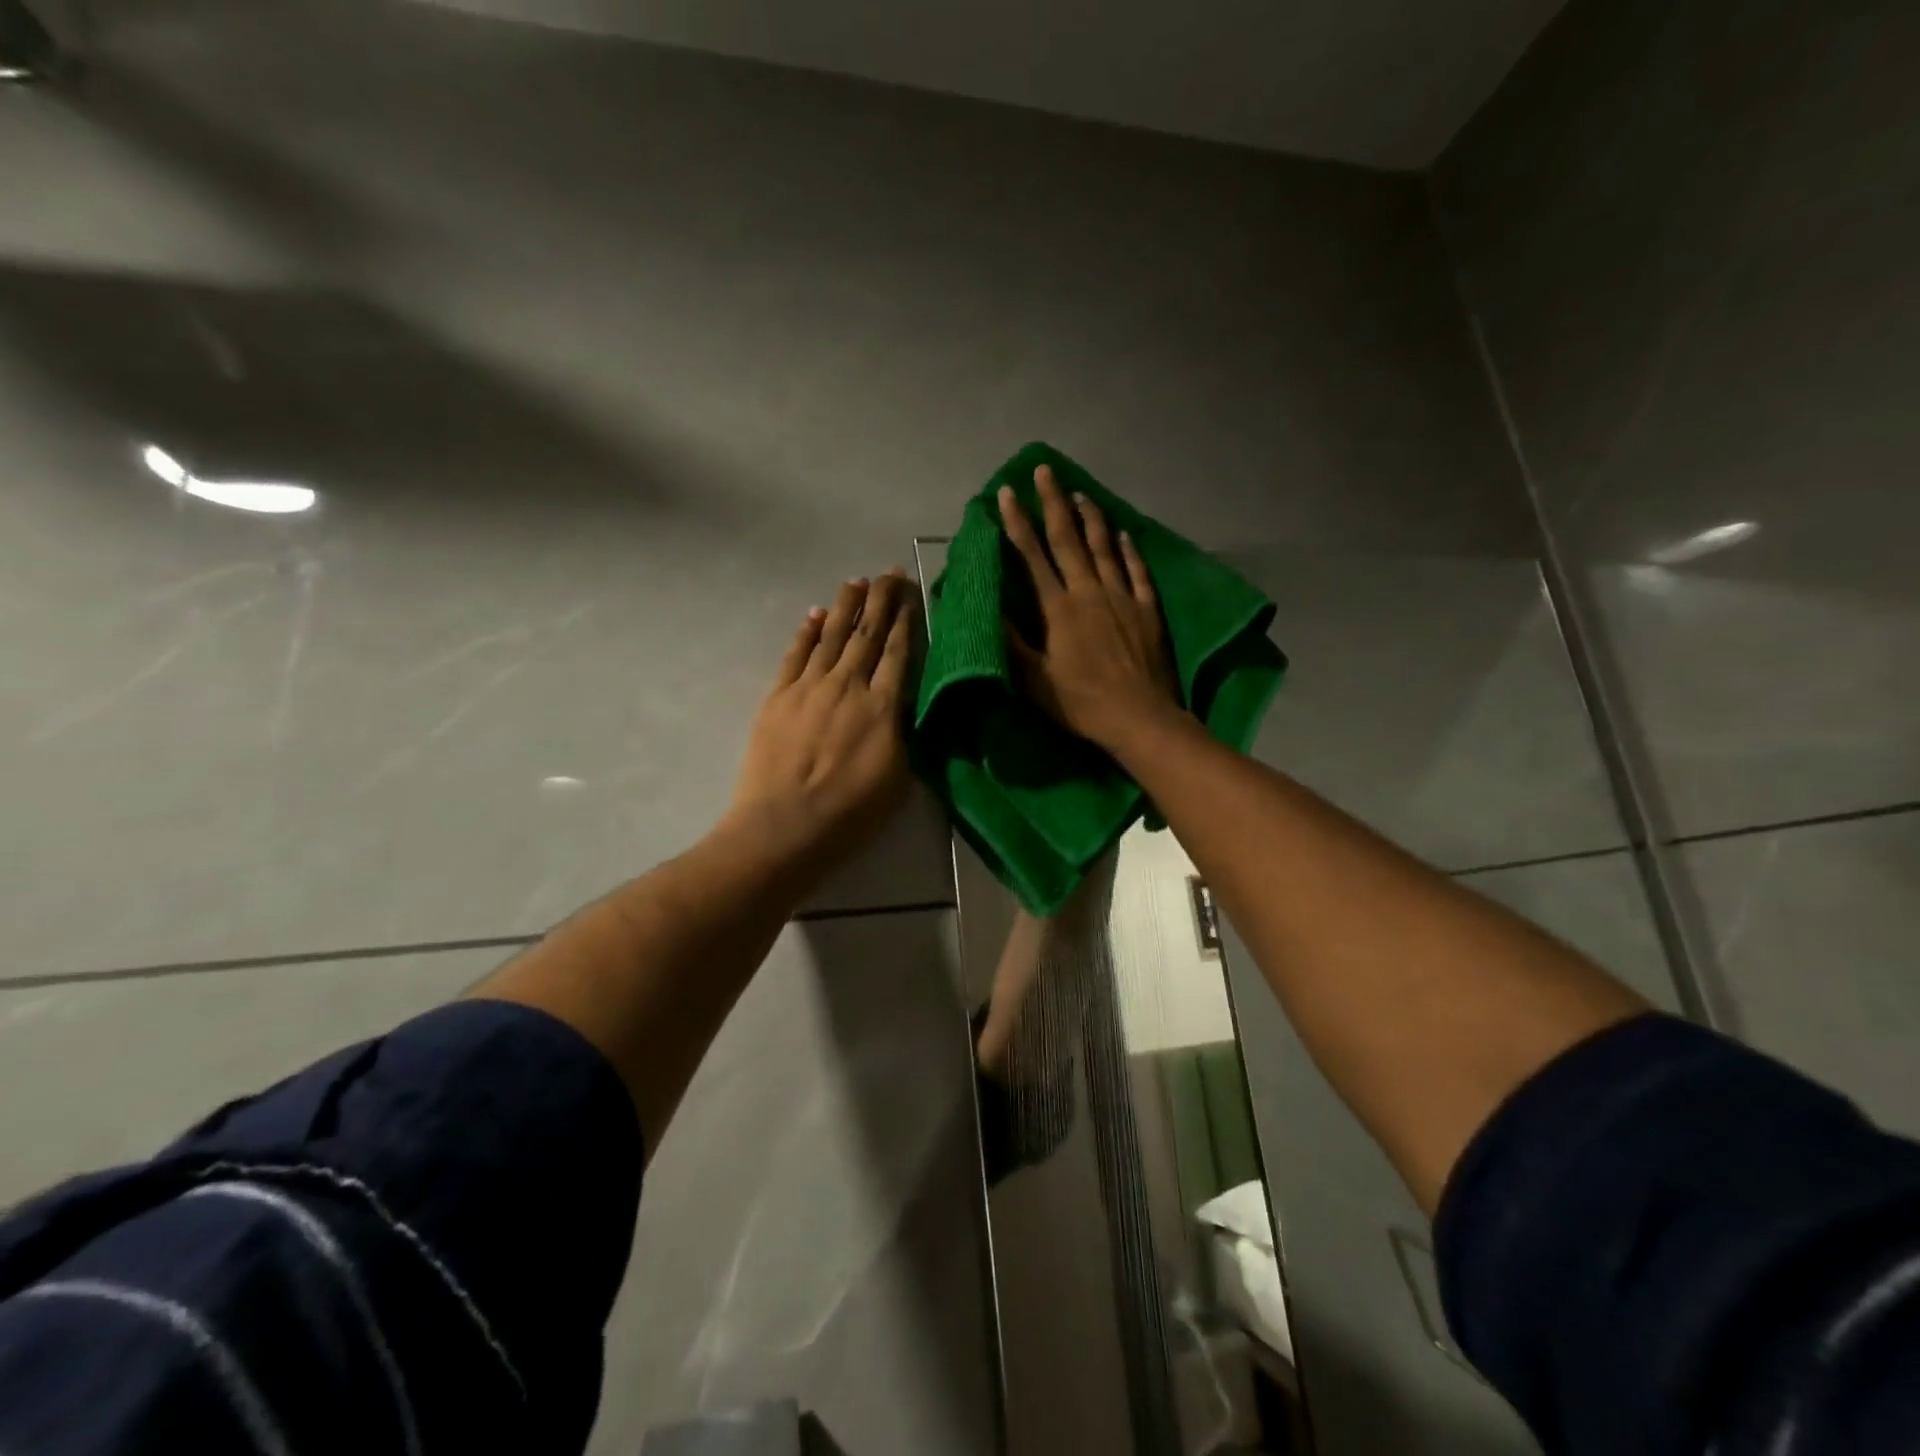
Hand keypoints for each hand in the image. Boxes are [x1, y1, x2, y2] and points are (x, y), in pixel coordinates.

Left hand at [729, 571, 916, 864]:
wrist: (785, 826)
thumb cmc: (851, 812)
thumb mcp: (899, 776)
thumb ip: (903, 732)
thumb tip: (904, 703)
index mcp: (882, 706)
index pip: (897, 652)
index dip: (905, 620)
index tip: (910, 594)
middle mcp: (847, 685)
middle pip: (866, 634)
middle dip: (880, 600)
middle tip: (888, 573)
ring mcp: (809, 688)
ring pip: (831, 636)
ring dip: (844, 606)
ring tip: (856, 581)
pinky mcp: (778, 697)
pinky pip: (795, 654)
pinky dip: (806, 632)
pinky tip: (814, 615)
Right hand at [999, 466, 1179, 750]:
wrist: (1140, 718)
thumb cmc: (1082, 703)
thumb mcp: (1036, 680)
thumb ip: (1013, 643)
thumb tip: (989, 608)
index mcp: (1059, 609)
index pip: (1033, 556)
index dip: (1017, 523)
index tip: (1007, 493)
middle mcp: (1090, 592)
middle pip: (1068, 539)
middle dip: (1053, 503)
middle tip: (1044, 471)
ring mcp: (1122, 597)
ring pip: (1104, 547)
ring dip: (1091, 517)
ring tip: (1080, 493)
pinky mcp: (1147, 609)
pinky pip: (1137, 571)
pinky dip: (1128, 549)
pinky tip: (1123, 533)